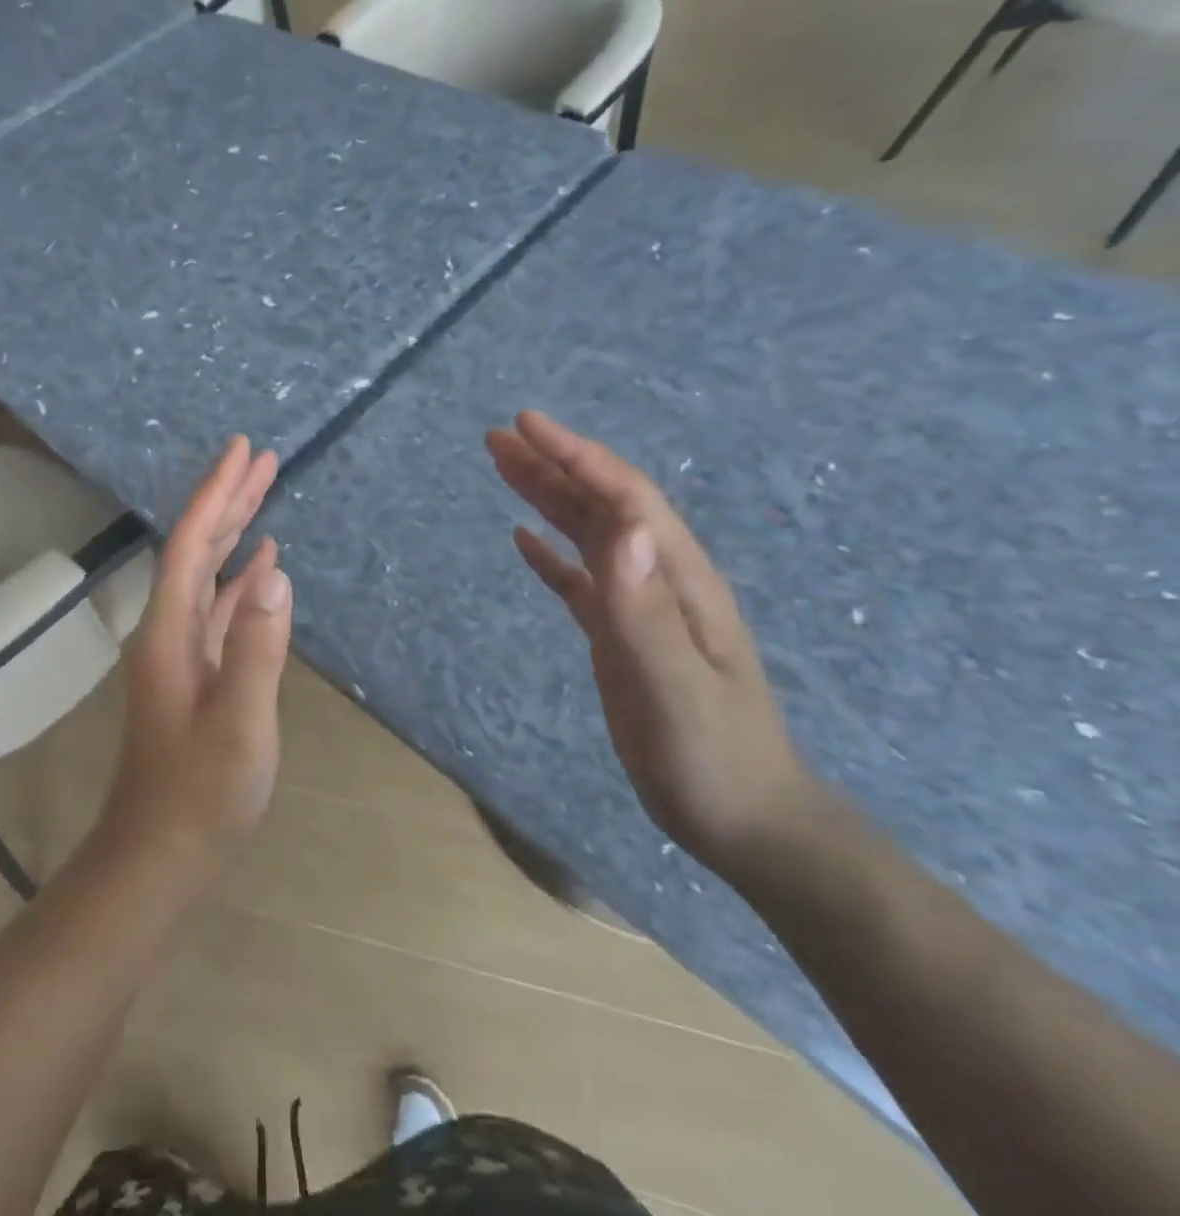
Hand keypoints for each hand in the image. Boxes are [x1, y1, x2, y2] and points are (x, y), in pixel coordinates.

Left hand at [100, 436, 292, 875]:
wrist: (161, 850)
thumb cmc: (200, 794)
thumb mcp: (239, 726)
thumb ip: (257, 650)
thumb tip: (275, 575)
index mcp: (171, 631)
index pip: (194, 545)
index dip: (216, 495)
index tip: (241, 452)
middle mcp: (171, 628)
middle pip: (199, 548)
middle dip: (228, 499)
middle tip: (260, 457)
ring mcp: (184, 649)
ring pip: (210, 573)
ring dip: (235, 532)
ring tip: (264, 493)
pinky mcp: (199, 670)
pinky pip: (221, 606)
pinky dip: (242, 578)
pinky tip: (262, 566)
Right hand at [487, 411, 815, 877]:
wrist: (746, 819)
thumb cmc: (710, 756)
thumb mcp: (674, 685)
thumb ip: (645, 609)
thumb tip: (623, 525)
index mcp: (678, 580)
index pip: (624, 498)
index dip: (576, 457)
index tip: (526, 423)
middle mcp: (659, 581)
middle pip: (602, 506)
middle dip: (553, 465)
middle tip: (498, 436)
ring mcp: (641, 609)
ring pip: (588, 536)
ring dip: (547, 498)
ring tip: (503, 468)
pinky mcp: (622, 637)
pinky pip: (579, 580)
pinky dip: (550, 554)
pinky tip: (523, 540)